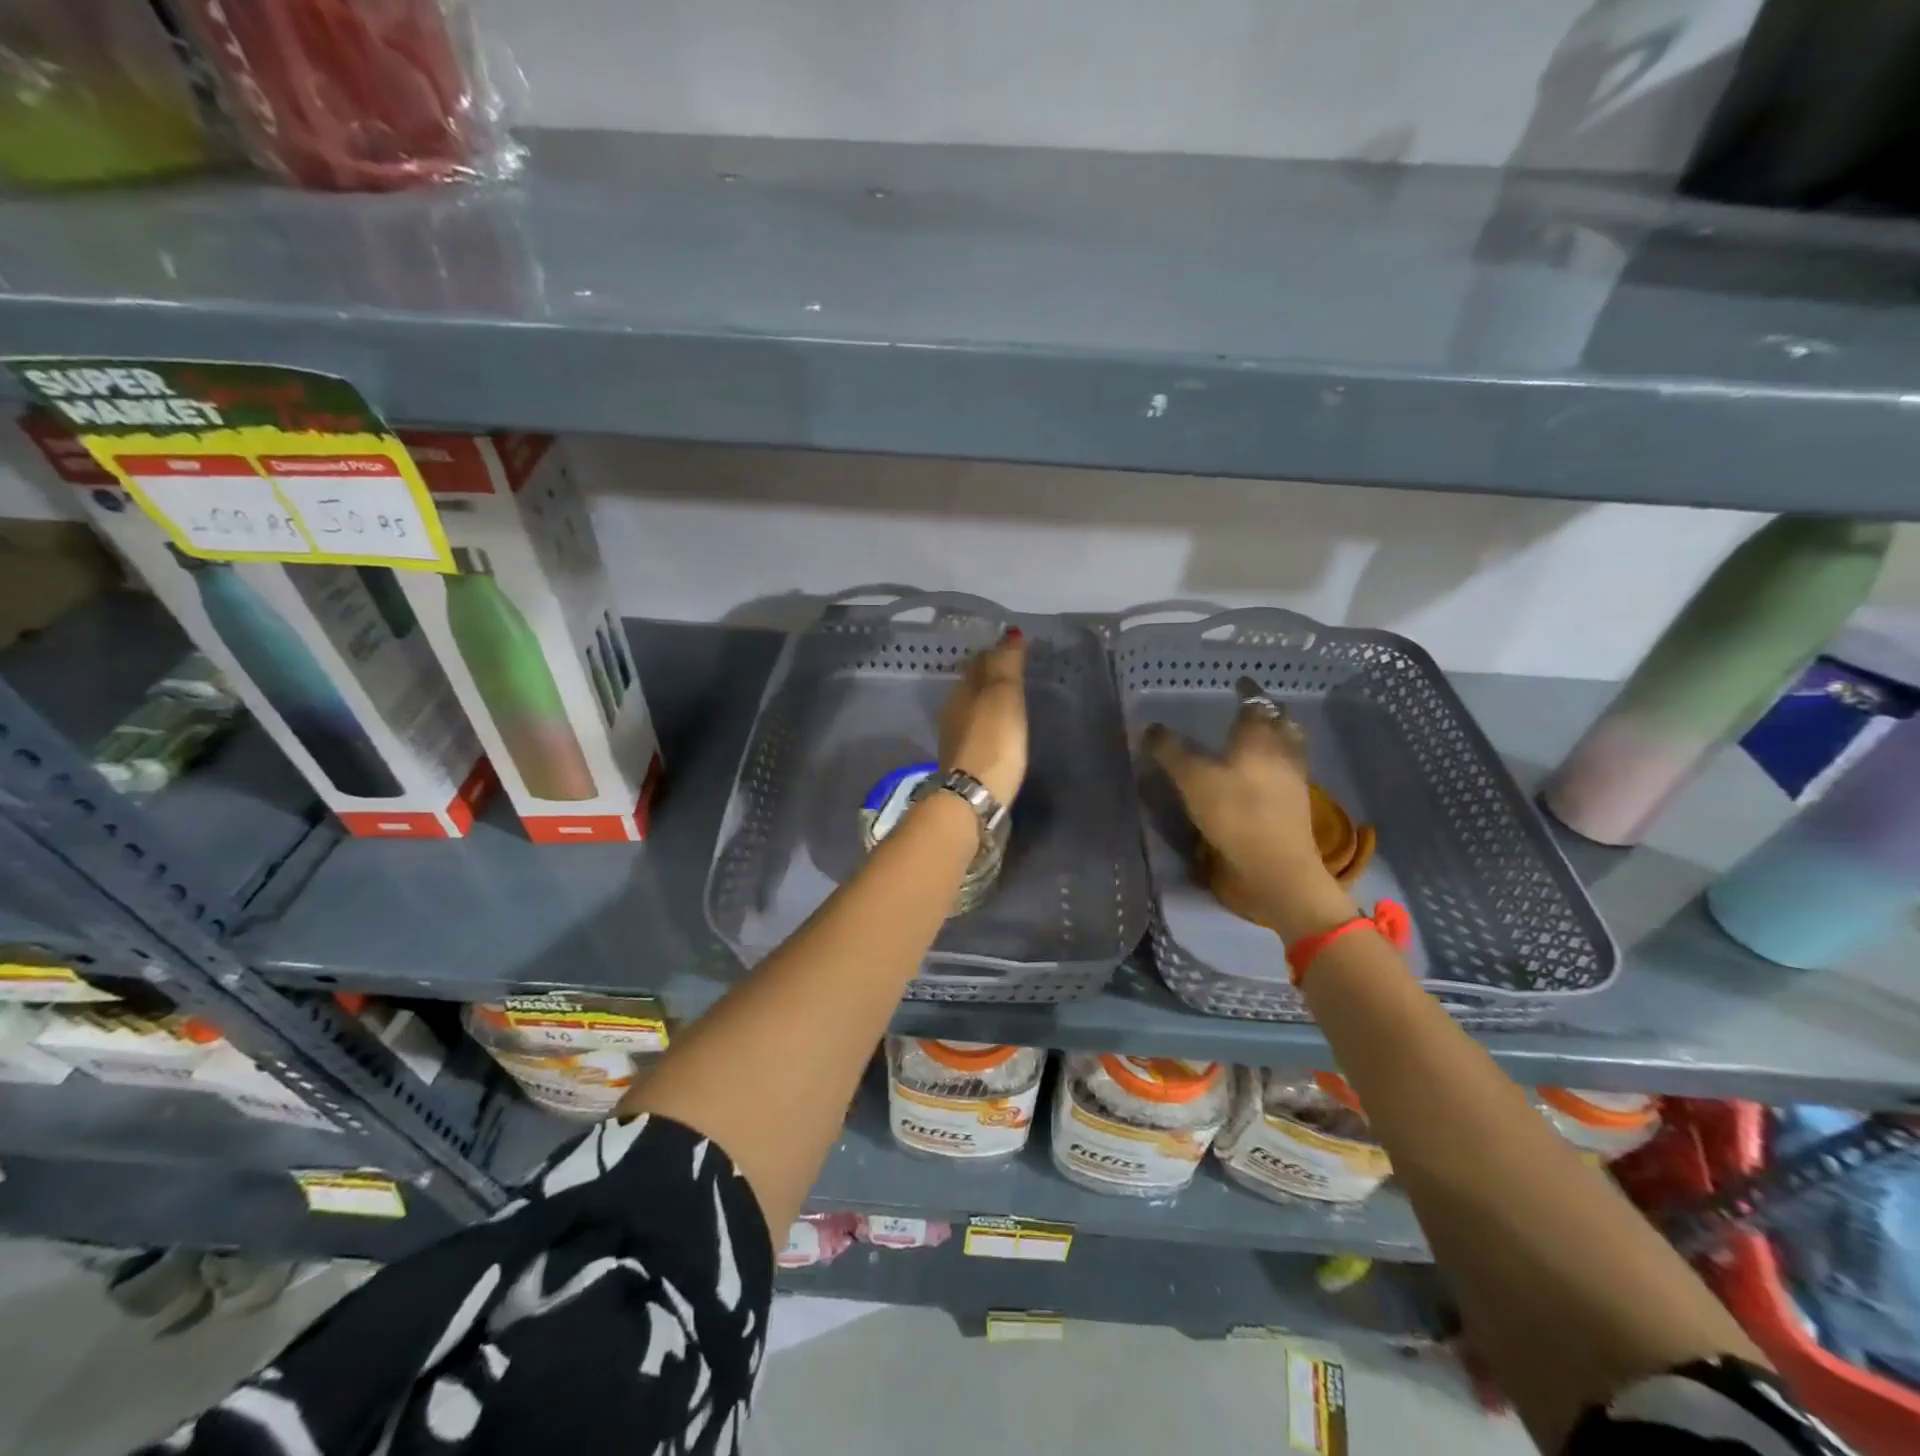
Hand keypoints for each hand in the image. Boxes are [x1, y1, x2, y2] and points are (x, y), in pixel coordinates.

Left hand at [938, 629, 1028, 805]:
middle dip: (989, 677)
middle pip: (972, 686)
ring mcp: (955, 739)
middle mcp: (953, 711)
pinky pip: (976, 732)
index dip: (995, 653)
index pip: (979, 663)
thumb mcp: (1003, 695)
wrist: (974, 796)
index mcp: (962, 691)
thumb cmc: (993, 740)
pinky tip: (998, 731)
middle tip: (1013, 672)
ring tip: (1008, 700)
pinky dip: (987, 725)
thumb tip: (1010, 632)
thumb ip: (1006, 664)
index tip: (1013, 650)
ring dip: (987, 702)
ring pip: (972, 709)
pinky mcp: (963, 763)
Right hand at [1145, 683, 1352, 937]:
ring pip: (1290, 746)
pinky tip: (1264, 774)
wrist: (1276, 866)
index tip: (1240, 683)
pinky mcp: (1296, 806)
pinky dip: (1278, 764)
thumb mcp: (1192, 779)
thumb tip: (1149, 727)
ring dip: (1278, 736)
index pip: (1255, 704)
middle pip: (1281, 722)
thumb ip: (1170, 751)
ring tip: (1260, 738)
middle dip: (1268, 712)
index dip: (1247, 692)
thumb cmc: (1235, 813)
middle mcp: (1282, 751)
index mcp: (1259, 737)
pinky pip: (1289, 772)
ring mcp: (1294, 779)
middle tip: (1253, 708)